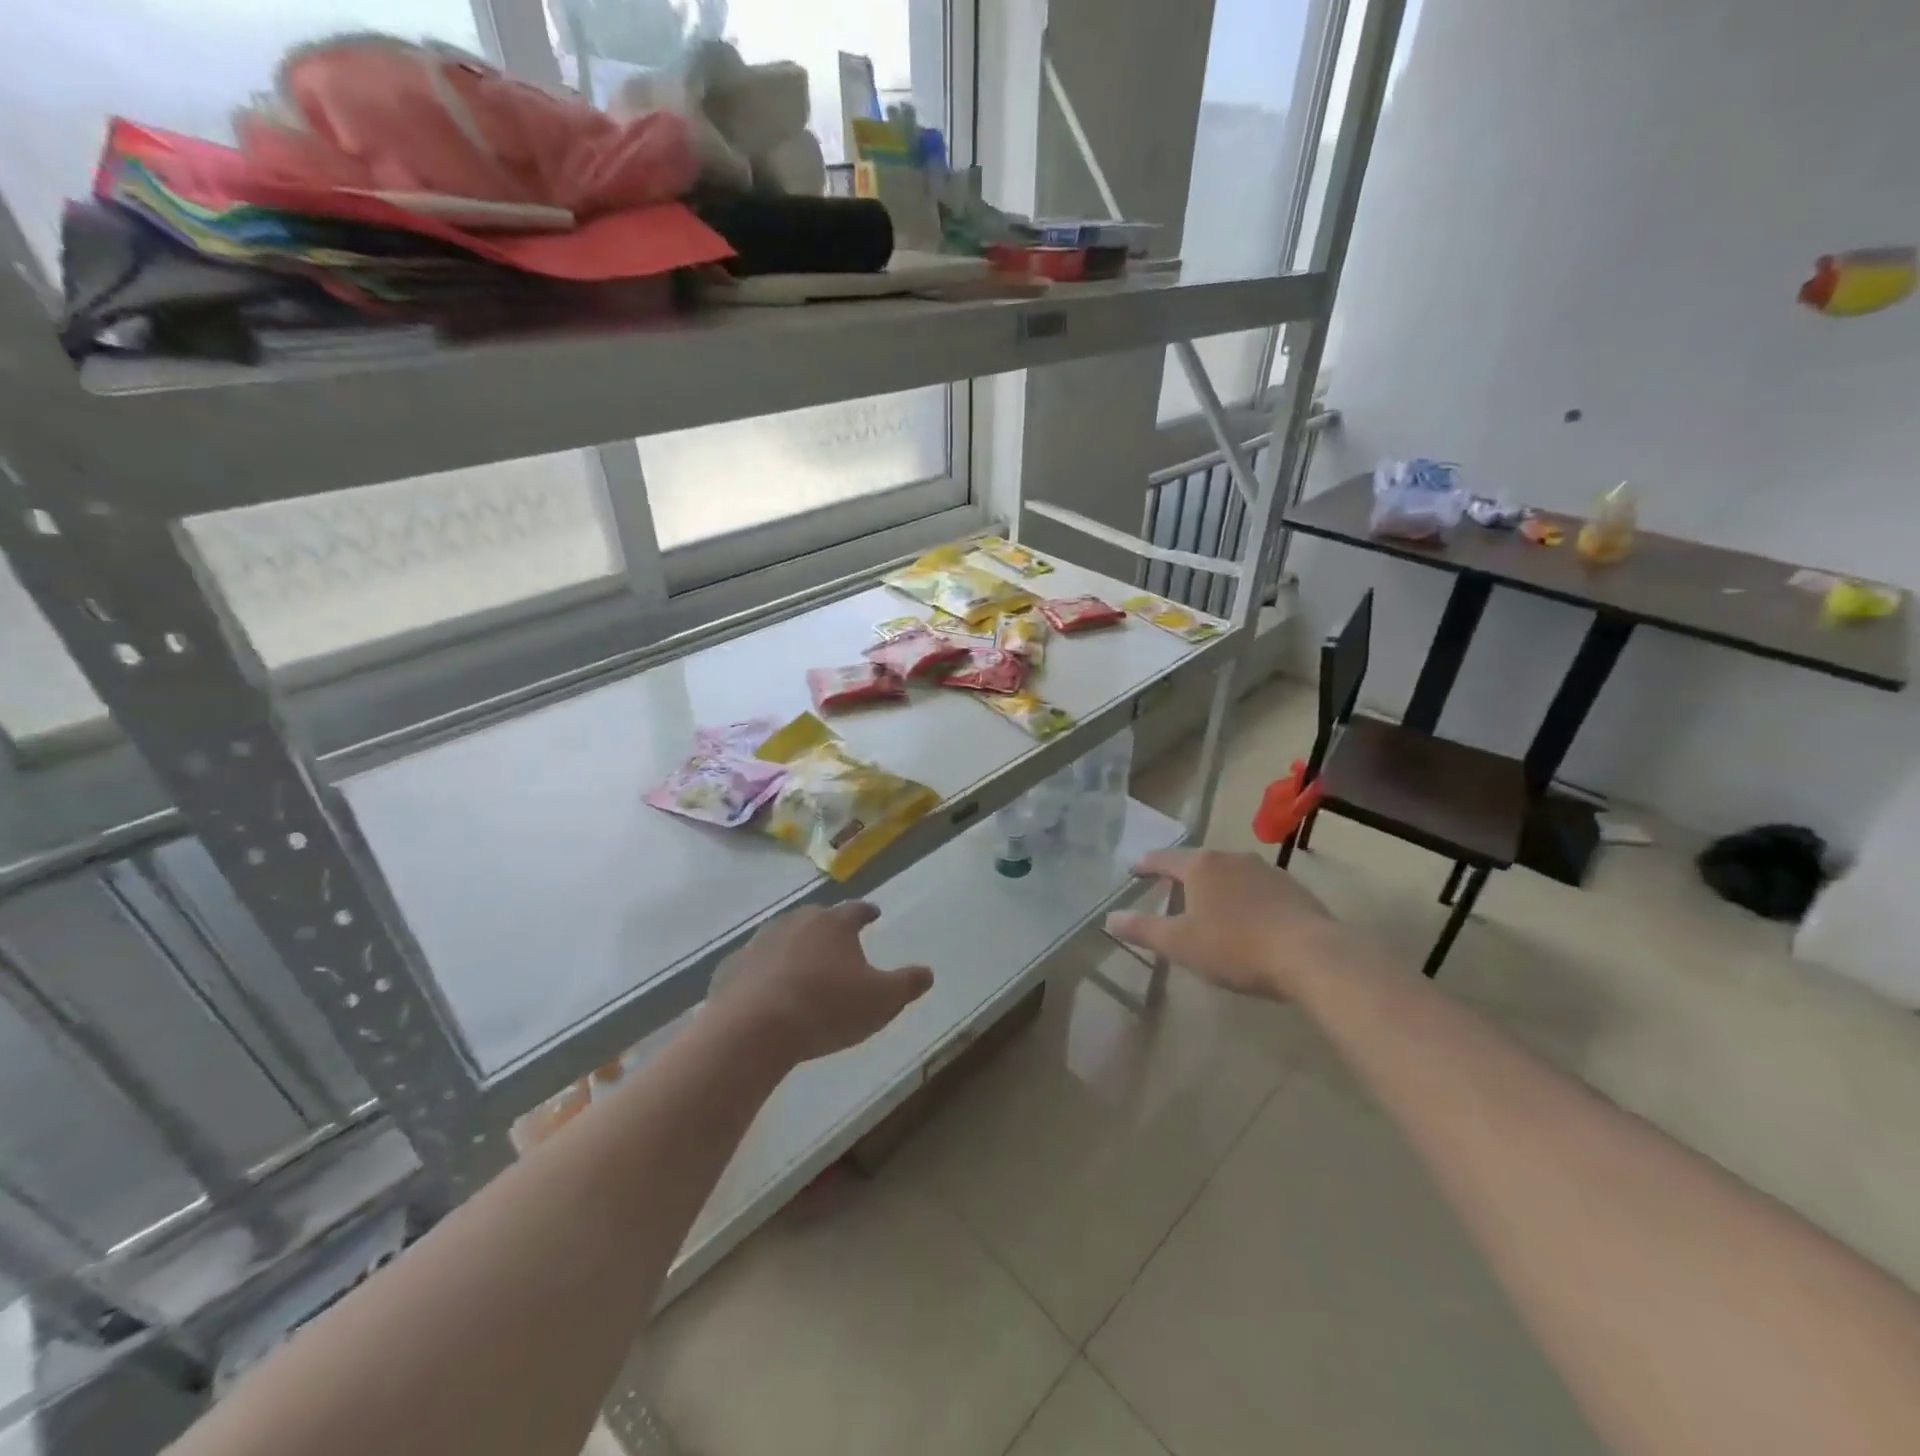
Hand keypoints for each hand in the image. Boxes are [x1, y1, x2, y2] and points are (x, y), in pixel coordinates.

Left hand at [705, 902, 932, 1065]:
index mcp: (834, 924)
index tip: (874, 914)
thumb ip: (907, 985)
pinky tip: (766, 992)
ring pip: (782, 937)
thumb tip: (928, 972)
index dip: (867, 912)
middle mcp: (796, 922)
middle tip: (837, 942)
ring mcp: (759, 942)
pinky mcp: (731, 967)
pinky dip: (762, 973)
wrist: (754, 1029)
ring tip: (802, 967)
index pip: (856, 910)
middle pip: (816, 918)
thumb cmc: (826, 1008)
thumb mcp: (881, 1001)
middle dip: (828, 928)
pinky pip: (753, 965)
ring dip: (793, 948)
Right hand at [1106, 848, 1347, 999]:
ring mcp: (1266, 871)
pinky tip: (1246, 918)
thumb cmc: (1236, 946)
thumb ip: (1143, 929)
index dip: (1146, 865)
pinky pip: (1256, 888)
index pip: (1163, 859)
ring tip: (1207, 904)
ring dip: (1215, 886)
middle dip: (1181, 874)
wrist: (1312, 956)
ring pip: (1229, 873)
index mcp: (1201, 866)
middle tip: (1168, 888)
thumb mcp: (1180, 943)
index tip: (1134, 870)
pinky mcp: (1293, 890)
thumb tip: (1109, 918)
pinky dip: (1243, 898)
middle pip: (1198, 862)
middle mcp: (1231, 858)